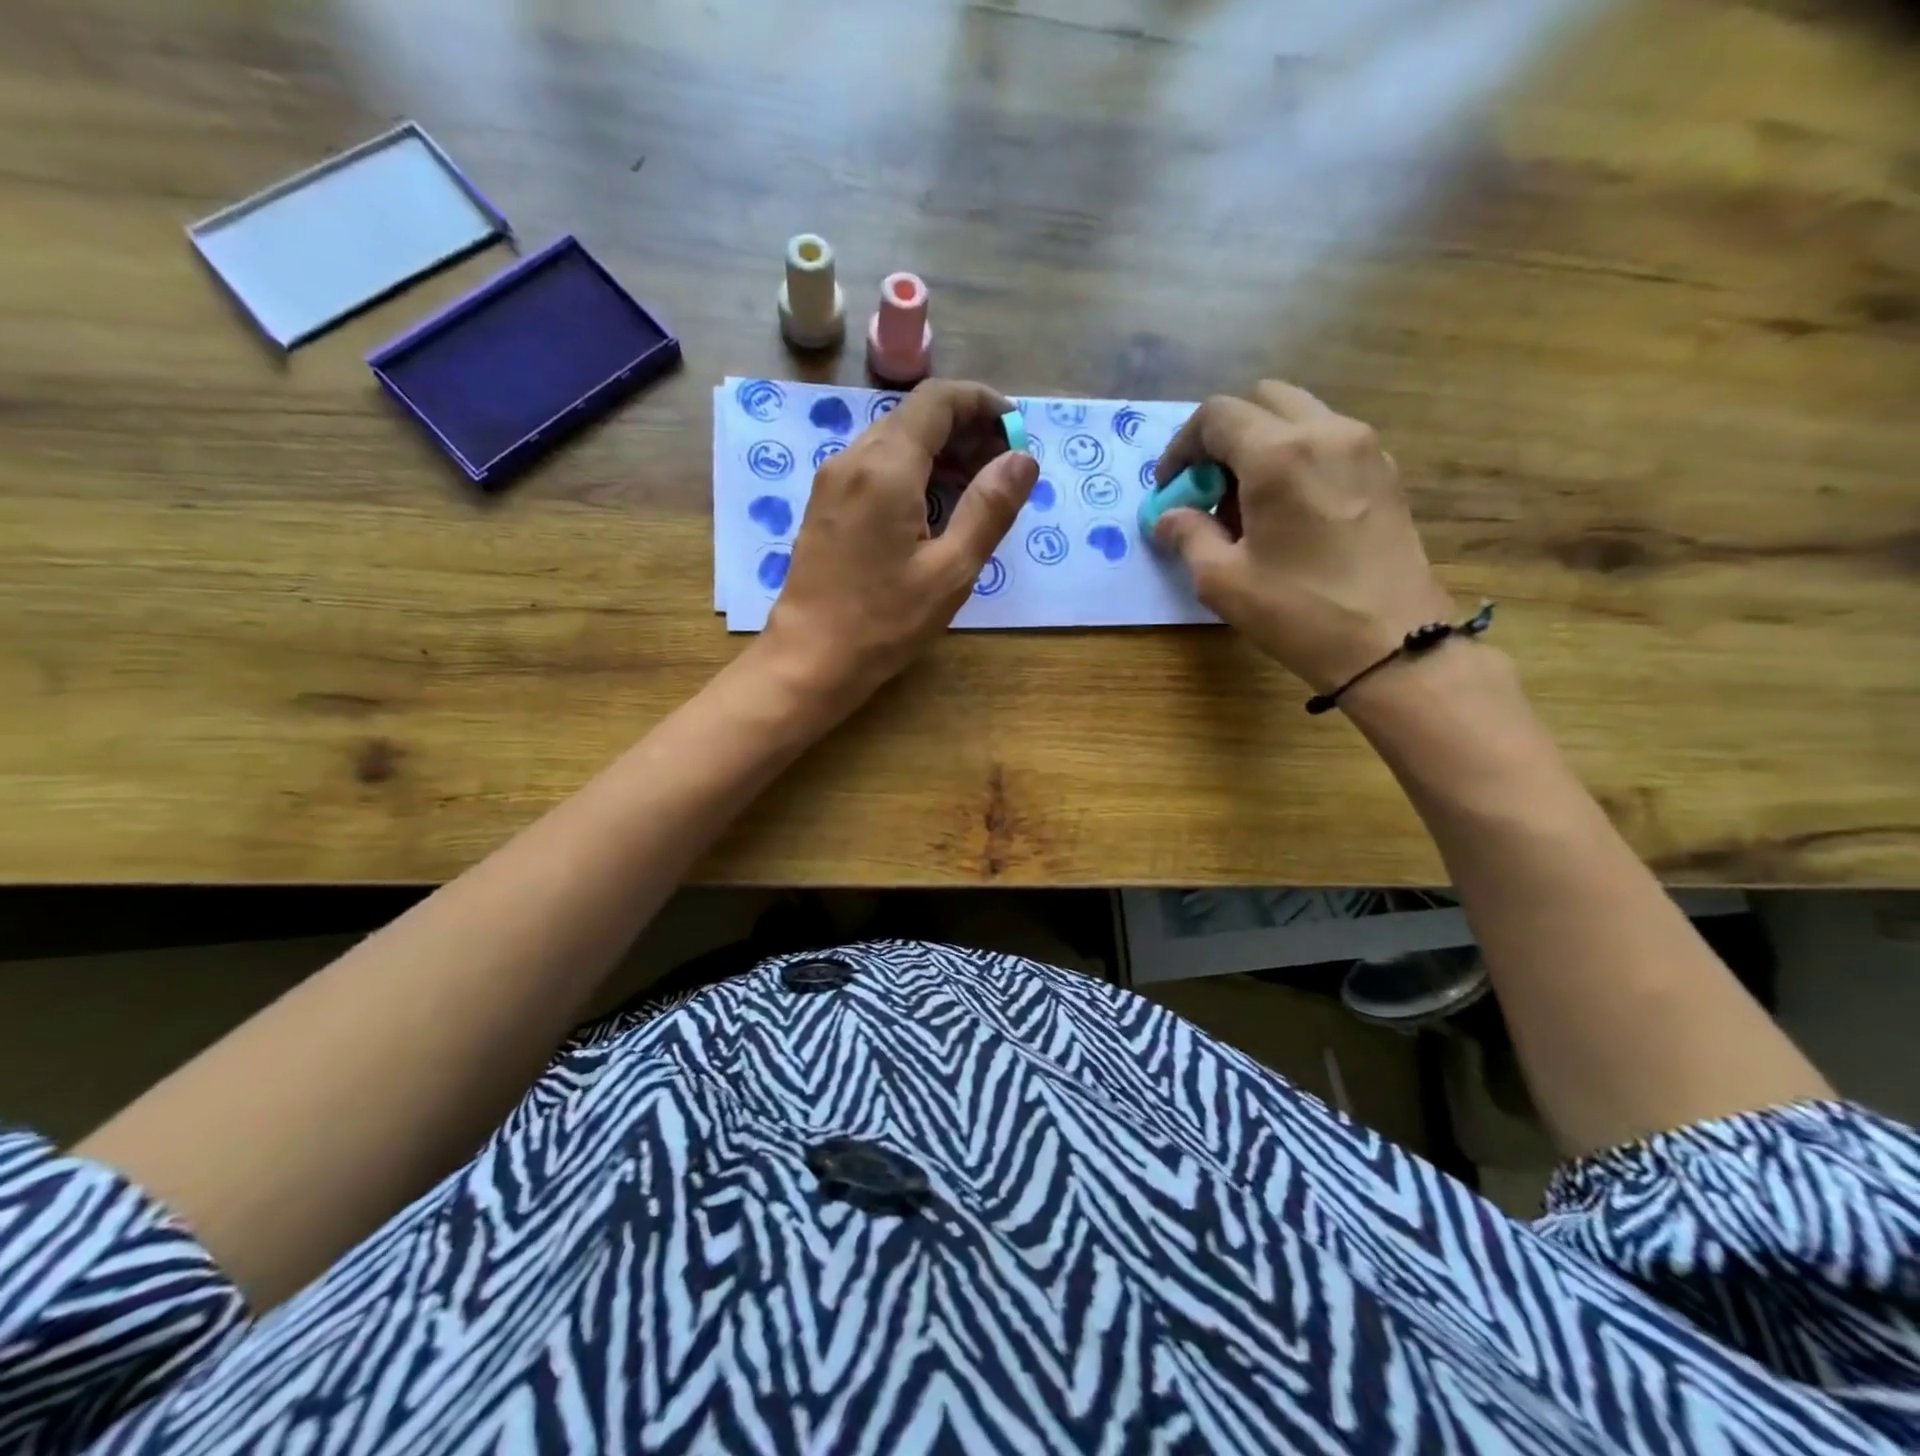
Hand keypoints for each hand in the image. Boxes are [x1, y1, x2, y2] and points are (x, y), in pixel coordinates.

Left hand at [760, 378, 1039, 711]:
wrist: (809, 658)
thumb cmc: (884, 621)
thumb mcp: (951, 570)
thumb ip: (989, 508)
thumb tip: (1022, 458)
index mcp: (886, 467)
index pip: (938, 400)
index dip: (982, 404)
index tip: (1016, 431)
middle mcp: (853, 459)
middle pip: (915, 417)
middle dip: (965, 430)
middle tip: (1003, 469)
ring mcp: (833, 481)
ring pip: (895, 441)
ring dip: (940, 453)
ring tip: (977, 491)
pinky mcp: (825, 504)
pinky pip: (876, 468)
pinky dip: (913, 472)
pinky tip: (934, 509)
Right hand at [1153, 380, 1454, 693]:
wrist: (1392, 644)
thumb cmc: (1298, 612)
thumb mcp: (1223, 581)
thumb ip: (1188, 536)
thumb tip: (1169, 517)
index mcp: (1279, 455)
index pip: (1217, 416)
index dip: (1181, 447)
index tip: (1170, 487)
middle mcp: (1326, 433)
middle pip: (1261, 400)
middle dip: (1222, 436)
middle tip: (1206, 487)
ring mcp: (1365, 448)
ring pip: (1299, 415)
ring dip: (1260, 443)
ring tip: (1245, 503)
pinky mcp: (1386, 472)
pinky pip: (1329, 440)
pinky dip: (1296, 456)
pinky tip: (1287, 510)